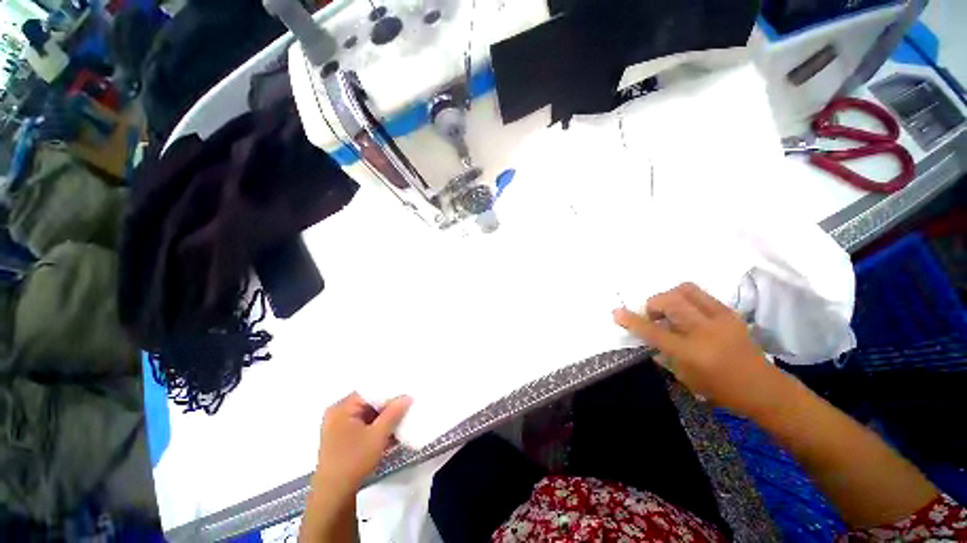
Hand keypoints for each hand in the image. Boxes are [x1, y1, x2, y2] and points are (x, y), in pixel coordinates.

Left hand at [314, 393, 411, 497]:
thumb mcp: (378, 435)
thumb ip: (394, 412)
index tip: (406, 393)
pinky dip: (375, 427)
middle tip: (407, 404)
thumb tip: (407, 396)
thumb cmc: (354, 460)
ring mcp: (338, 427)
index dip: (389, 391)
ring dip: (383, 418)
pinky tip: (391, 431)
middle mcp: (337, 413)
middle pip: (368, 402)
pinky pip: (363, 426)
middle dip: (387, 405)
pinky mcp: (342, 439)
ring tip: (402, 417)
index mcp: (341, 407)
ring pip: (367, 415)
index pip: (370, 391)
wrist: (334, 496)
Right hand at [613, 283, 783, 414]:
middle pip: (670, 301)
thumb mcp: (686, 378)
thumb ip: (664, 355)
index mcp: (691, 353)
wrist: (764, 388)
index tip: (617, 312)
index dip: (633, 320)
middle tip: (653, 316)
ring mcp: (720, 319)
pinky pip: (700, 295)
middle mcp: (705, 331)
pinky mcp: (730, 313)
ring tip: (670, 311)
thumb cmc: (721, 390)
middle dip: (653, 304)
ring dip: (669, 297)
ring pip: (686, 290)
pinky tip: (688, 313)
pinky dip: (686, 299)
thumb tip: (648, 338)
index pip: (654, 332)